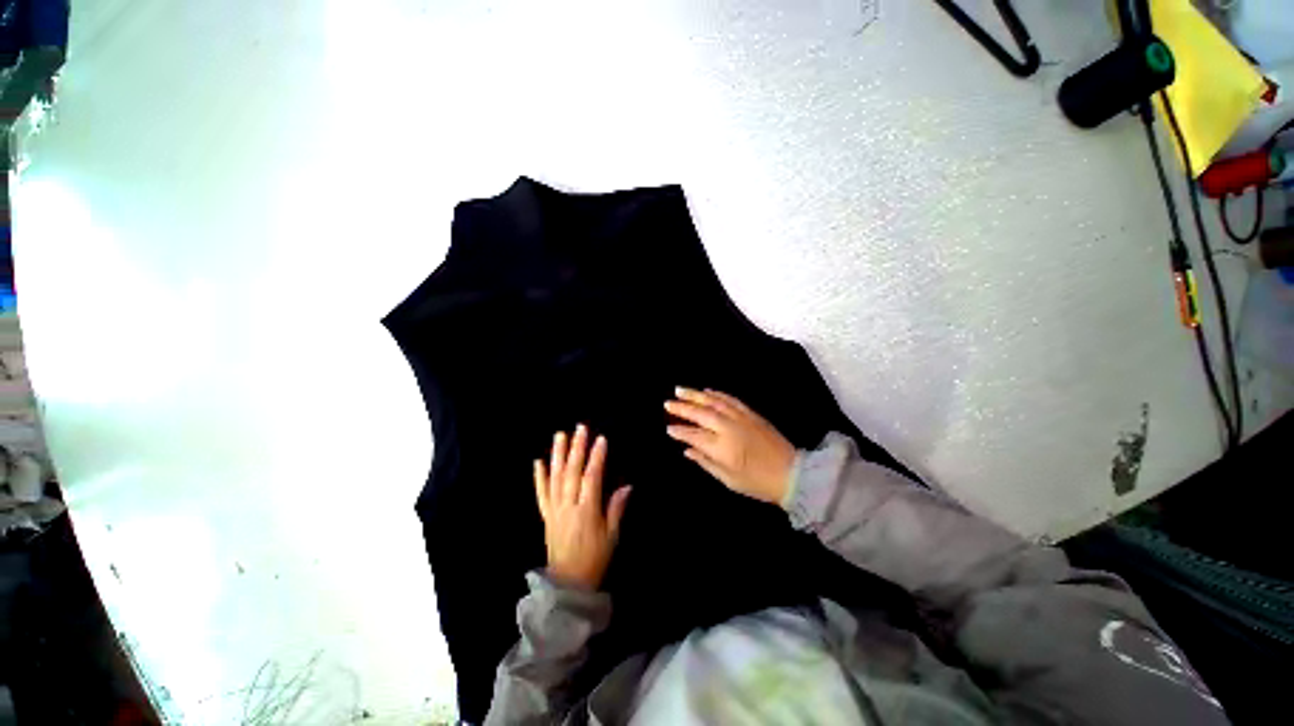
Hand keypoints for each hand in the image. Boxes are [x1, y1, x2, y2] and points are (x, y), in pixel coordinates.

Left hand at [534, 425, 631, 590]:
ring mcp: (554, 509)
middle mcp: (568, 506)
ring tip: (560, 436)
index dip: (596, 457)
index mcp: (587, 511)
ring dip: (558, 455)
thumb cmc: (595, 558)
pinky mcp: (546, 515)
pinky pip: (541, 493)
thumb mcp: (611, 535)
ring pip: (555, 477)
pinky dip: (539, 477)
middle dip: (577, 448)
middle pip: (572, 472)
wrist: (568, 583)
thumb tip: (627, 486)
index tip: (600, 439)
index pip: (592, 478)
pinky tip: (538, 462)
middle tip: (580, 428)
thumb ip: (616, 508)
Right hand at [665, 387, 795, 505]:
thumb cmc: (757, 482)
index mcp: (722, 447)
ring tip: (680, 390)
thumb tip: (687, 450)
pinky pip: (731, 399)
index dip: (680, 431)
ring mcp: (740, 418)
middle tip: (667, 403)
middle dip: (682, 408)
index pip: (694, 435)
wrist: (791, 473)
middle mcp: (729, 428)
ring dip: (696, 395)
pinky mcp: (751, 414)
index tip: (669, 428)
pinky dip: (717, 394)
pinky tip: (707, 391)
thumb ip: (705, 462)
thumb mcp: (728, 479)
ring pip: (714, 402)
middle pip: (701, 414)